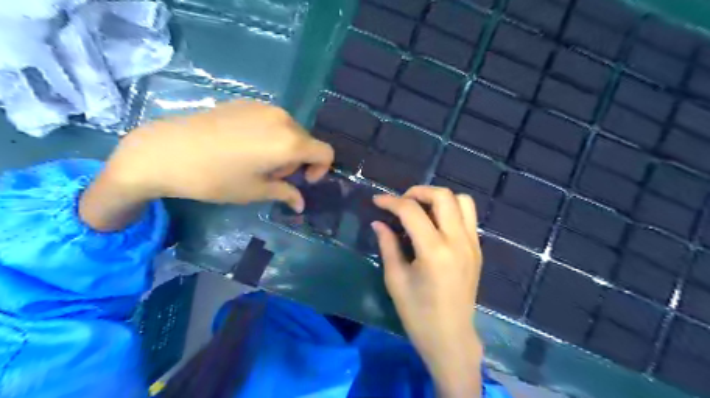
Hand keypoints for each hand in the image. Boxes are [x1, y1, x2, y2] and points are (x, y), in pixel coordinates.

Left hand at [78, 100, 334, 231]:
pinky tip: (241, 146)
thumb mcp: (254, 191)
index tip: (303, 181)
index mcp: (290, 142)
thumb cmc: (215, 178)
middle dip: (296, 161)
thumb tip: (300, 204)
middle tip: (271, 176)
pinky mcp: (244, 102)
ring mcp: (263, 107)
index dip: (321, 169)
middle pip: (306, 141)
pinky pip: (270, 120)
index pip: (325, 152)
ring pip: (288, 130)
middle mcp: (282, 119)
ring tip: (254, 161)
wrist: (165, 151)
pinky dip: (268, 135)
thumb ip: (285, 194)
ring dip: (283, 148)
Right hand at [373, 187, 482, 397]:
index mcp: (434, 251)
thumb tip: (378, 222)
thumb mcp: (396, 279)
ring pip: (462, 200)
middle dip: (418, 191)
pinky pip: (468, 216)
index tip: (377, 201)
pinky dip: (451, 210)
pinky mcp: (477, 249)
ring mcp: (472, 244)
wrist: (451, 338)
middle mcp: (458, 241)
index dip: (391, 201)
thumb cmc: (418, 314)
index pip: (411, 211)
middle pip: (443, 196)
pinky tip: (435, 224)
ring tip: (421, 209)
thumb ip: (388, 245)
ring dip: (439, 198)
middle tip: (401, 202)